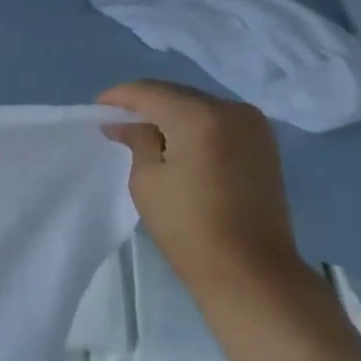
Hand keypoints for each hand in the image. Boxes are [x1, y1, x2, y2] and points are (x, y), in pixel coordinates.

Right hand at [97, 80, 303, 294]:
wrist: (249, 269)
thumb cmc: (188, 226)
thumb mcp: (147, 180)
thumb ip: (137, 141)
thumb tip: (125, 124)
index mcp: (200, 117)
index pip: (150, 92)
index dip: (119, 97)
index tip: (96, 108)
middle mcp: (232, 110)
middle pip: (177, 94)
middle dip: (145, 103)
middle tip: (117, 121)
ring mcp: (254, 125)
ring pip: (199, 106)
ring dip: (170, 113)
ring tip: (144, 132)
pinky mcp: (264, 144)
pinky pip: (219, 121)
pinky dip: (193, 125)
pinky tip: (176, 142)